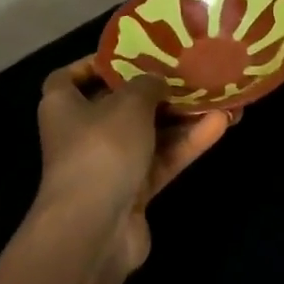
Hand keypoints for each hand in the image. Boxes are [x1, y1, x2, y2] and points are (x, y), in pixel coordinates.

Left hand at [34, 58, 235, 269]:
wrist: (95, 229)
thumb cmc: (101, 149)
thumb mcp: (129, 103)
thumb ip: (148, 84)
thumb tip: (157, 80)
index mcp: (63, 105)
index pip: (71, 77)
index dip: (96, 64)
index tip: (130, 54)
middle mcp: (82, 133)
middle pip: (120, 105)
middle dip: (156, 91)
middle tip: (190, 74)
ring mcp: (108, 165)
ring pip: (149, 134)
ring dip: (182, 118)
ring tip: (220, 98)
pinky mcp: (132, 191)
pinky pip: (162, 160)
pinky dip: (186, 144)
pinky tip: (220, 125)